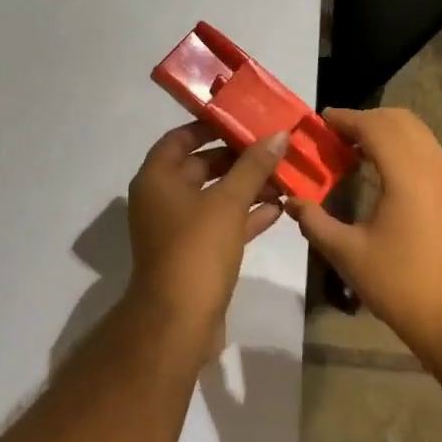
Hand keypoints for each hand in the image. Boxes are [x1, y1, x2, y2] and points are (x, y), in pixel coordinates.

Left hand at [125, 123, 288, 345]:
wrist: (178, 323)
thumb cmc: (196, 250)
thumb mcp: (228, 202)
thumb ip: (253, 166)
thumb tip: (279, 134)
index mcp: (157, 178)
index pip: (181, 137)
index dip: (210, 126)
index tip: (243, 118)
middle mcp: (162, 199)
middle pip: (200, 166)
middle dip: (237, 159)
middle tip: (273, 147)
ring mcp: (178, 229)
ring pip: (215, 197)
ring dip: (246, 188)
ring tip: (284, 176)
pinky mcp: (194, 254)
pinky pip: (221, 224)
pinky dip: (245, 215)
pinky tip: (279, 208)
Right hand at [288, 108, 441, 366]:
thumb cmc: (402, 287)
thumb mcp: (349, 255)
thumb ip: (315, 221)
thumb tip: (292, 200)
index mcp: (409, 174)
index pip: (375, 126)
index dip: (345, 118)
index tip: (320, 121)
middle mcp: (437, 167)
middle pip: (401, 121)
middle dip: (367, 120)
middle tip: (336, 136)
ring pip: (420, 137)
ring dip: (388, 135)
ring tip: (356, 154)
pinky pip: (432, 157)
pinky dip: (406, 152)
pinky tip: (386, 178)